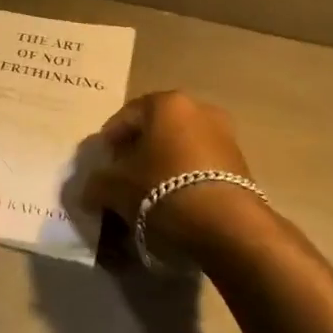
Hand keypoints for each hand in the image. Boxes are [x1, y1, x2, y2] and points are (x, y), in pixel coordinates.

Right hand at [83, 91, 267, 251]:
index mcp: (167, 103)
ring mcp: (225, 136)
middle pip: (156, 130)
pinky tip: (172, 205)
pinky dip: (183, 180)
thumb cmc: (163, 192)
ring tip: (146, 197)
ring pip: (179, 148)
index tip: (100, 164)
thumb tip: (90, 190)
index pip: (126, 116)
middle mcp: (200, 110)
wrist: (227, 228)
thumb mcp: (116, 189)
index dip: (109, 141)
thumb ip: (98, 184)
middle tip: (120, 179)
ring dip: (161, 167)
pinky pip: (200, 167)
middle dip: (137, 152)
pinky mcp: (241, 165)